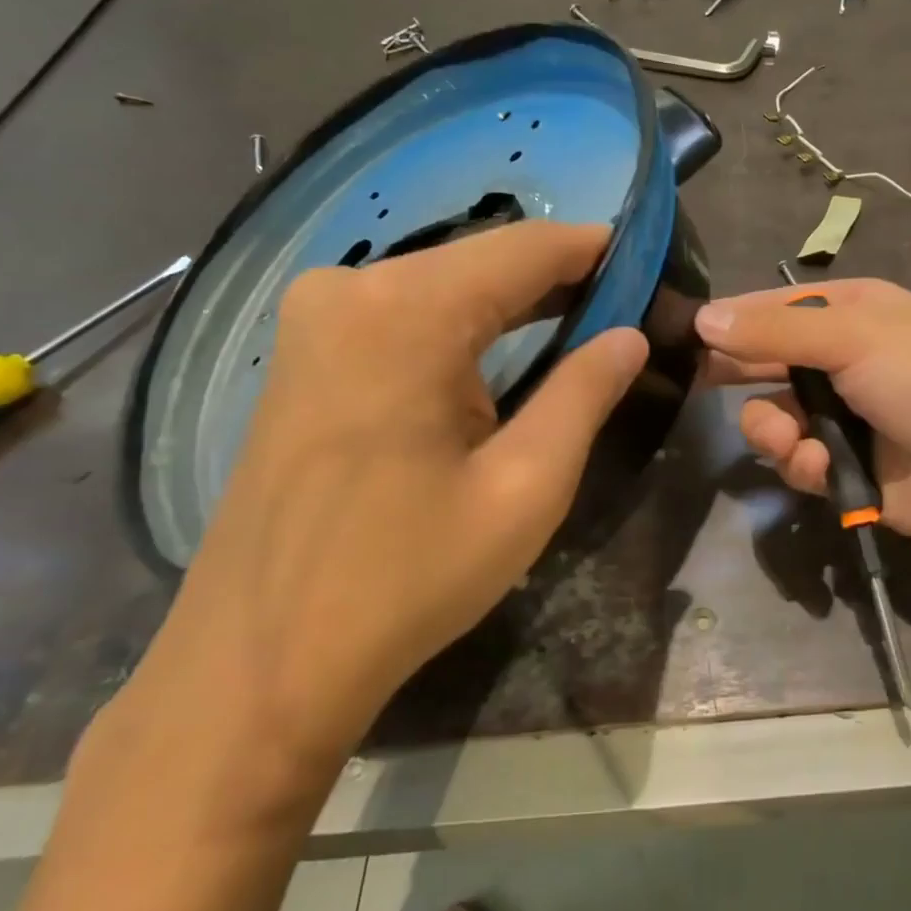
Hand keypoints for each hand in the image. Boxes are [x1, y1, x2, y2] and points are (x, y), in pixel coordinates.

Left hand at [127, 222, 647, 779]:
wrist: (260, 661)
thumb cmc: (406, 578)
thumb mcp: (525, 488)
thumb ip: (584, 395)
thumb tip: (631, 336)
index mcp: (407, 311)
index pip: (526, 249)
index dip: (595, 249)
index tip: (650, 264)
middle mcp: (350, 288)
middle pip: (480, 260)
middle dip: (556, 278)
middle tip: (626, 306)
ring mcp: (314, 317)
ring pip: (441, 283)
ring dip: (510, 302)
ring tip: (581, 324)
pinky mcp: (301, 352)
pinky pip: (401, 313)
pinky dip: (460, 323)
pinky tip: (499, 351)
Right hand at [697, 279, 910, 574]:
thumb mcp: (855, 337)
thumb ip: (774, 332)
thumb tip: (701, 317)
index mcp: (851, 312)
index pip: (774, 307)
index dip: (732, 319)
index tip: (686, 333)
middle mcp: (841, 359)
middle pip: (765, 362)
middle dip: (740, 375)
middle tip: (697, 384)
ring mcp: (840, 415)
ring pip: (771, 416)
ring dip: (770, 430)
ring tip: (790, 440)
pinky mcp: (840, 465)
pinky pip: (795, 459)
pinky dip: (800, 463)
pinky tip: (818, 466)